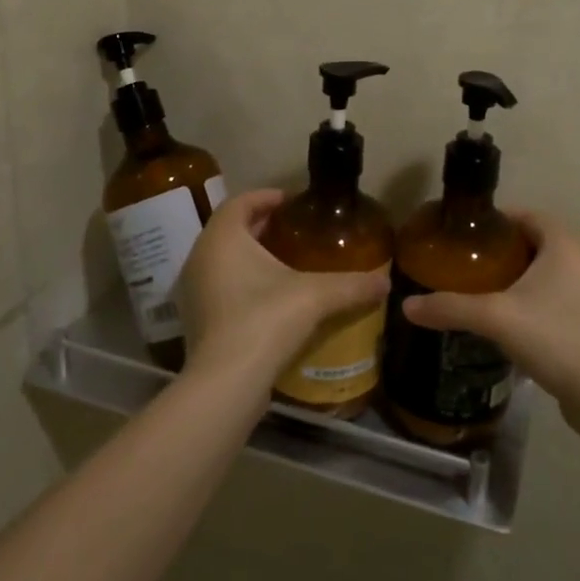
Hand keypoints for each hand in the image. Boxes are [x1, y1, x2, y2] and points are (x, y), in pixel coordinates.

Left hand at [179, 188, 389, 392]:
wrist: (227, 383)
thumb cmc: (266, 320)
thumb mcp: (315, 296)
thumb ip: (352, 285)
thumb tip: (386, 282)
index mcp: (223, 237)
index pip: (242, 202)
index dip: (267, 197)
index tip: (293, 202)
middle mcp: (200, 257)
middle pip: (231, 228)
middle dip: (262, 226)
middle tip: (295, 230)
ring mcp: (193, 290)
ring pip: (222, 258)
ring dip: (250, 254)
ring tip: (285, 262)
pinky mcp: (195, 320)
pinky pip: (219, 285)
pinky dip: (241, 281)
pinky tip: (269, 297)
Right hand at [401, 210, 579, 412]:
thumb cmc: (552, 337)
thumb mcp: (494, 317)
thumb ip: (450, 307)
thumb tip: (406, 305)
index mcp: (562, 243)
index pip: (525, 215)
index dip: (495, 221)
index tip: (464, 235)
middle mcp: (578, 259)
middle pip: (532, 241)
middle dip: (500, 249)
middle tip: (466, 262)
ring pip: (542, 269)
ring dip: (514, 275)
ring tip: (478, 288)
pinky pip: (551, 293)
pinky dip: (528, 297)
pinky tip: (504, 317)